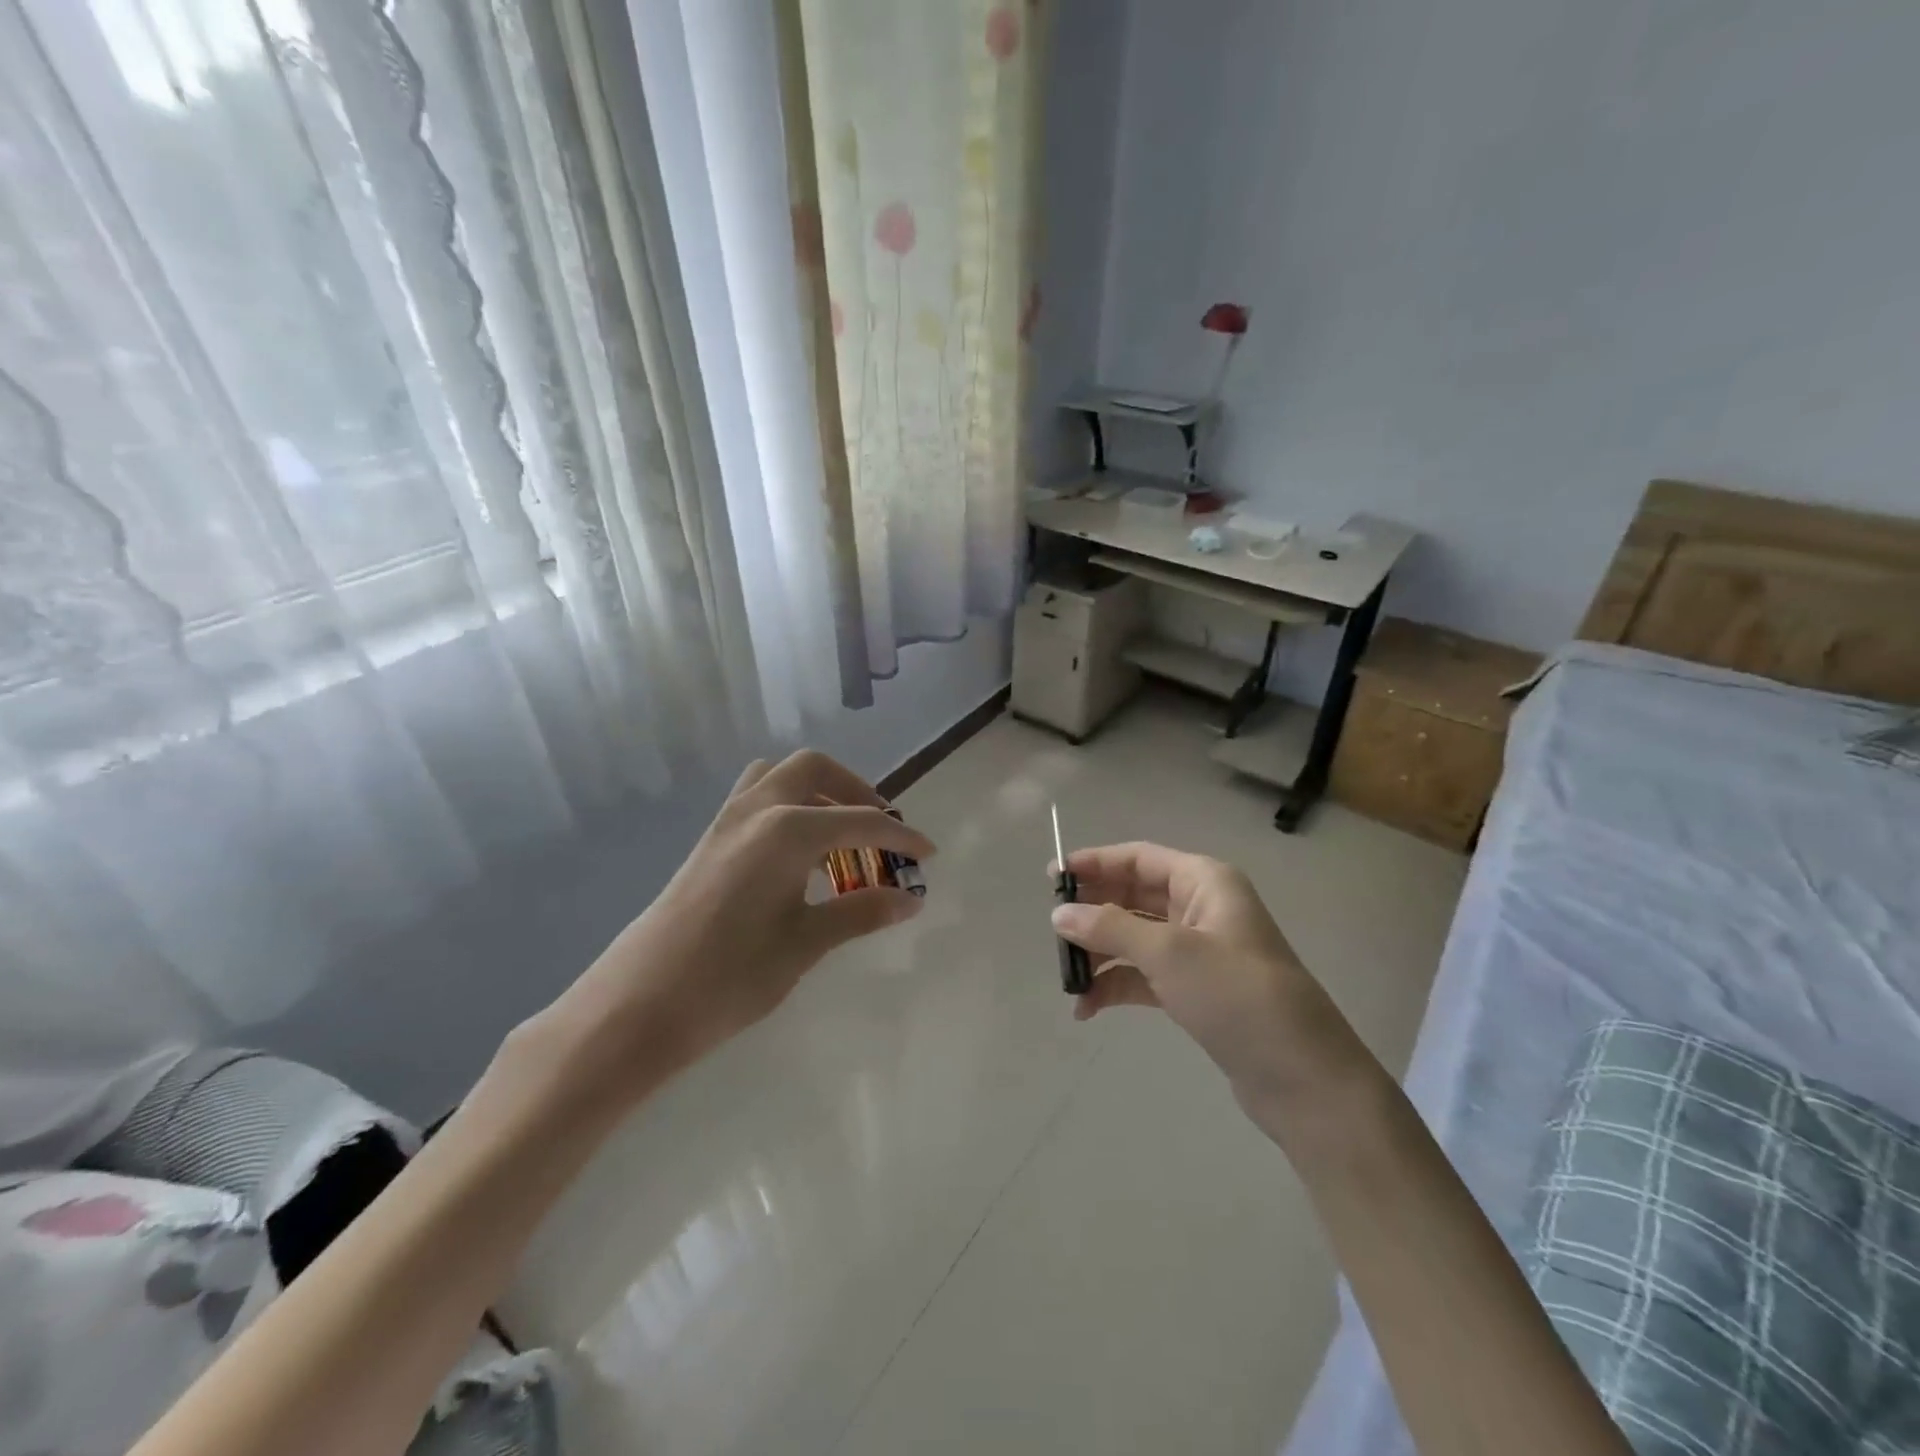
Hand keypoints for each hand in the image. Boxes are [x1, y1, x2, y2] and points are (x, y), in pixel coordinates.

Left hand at [558, 751, 932, 1098]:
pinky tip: (798, 855)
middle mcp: (757, 809)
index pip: (859, 821)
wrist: (637, 1005)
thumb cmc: (729, 977)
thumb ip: (861, 911)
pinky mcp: (709, 840)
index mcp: (786, 830)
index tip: (928, 853)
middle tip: (879, 830)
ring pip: (779, 776)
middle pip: (814, 769)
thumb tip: (912, 898)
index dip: (899, 836)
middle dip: (855, 790)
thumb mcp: (805, 944)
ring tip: (840, 835)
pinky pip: (757, 798)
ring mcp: (726, 821)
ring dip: (817, 792)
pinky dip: (789, 806)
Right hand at [1051, 842, 1363, 1124]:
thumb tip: (1058, 914)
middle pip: (1133, 896)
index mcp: (1204, 881)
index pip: (1138, 858)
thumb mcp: (1169, 953)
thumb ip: (1109, 928)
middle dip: (1093, 913)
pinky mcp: (1196, 990)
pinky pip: (1144, 975)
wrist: (1305, 1079)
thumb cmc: (1237, 996)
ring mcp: (1199, 951)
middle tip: (1053, 932)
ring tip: (1068, 980)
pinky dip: (1116, 985)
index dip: (1094, 863)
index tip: (1051, 879)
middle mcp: (1201, 908)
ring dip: (1100, 955)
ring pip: (1135, 938)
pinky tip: (1088, 1008)